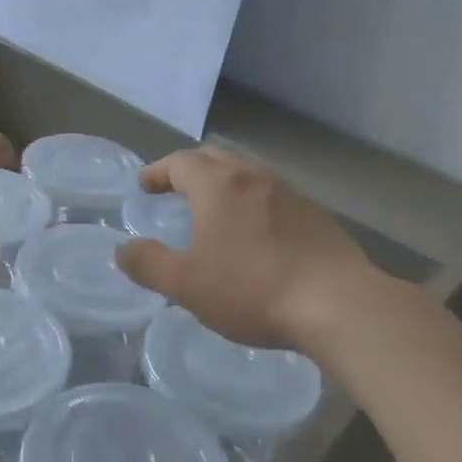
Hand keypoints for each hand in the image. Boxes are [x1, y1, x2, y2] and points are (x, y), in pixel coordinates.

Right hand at [115, 147, 375, 351]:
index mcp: (218, 185)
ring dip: (224, 184)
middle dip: (190, 169)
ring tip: (214, 209)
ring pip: (248, 175)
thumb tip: (123, 250)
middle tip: (175, 188)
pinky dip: (253, 203)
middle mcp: (254, 177)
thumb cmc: (253, 288)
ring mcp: (290, 193)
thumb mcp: (188, 284)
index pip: (180, 162)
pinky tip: (256, 233)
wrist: (338, 303)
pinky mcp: (316, 215)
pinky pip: (273, 197)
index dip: (158, 171)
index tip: (145, 184)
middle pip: (215, 158)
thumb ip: (150, 264)